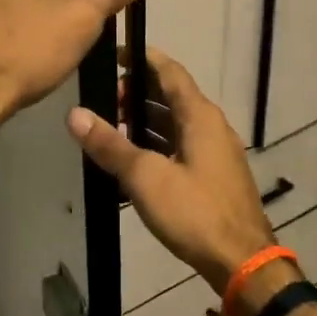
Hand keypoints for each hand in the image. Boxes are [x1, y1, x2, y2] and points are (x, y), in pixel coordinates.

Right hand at [66, 48, 278, 294]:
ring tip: (110, 130)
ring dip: (144, 122)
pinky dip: (156, 145)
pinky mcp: (213, 177)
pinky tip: (132, 162)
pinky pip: (180, 148)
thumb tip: (74, 114)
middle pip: (171, 97)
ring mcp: (215, 153)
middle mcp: (211, 127)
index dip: (143, 59)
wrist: (241, 261)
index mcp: (200, 116)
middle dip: (136, 94)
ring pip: (175, 124)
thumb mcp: (145, 177)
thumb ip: (110, 145)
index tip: (114, 54)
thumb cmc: (195, 212)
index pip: (170, 71)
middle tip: (102, 101)